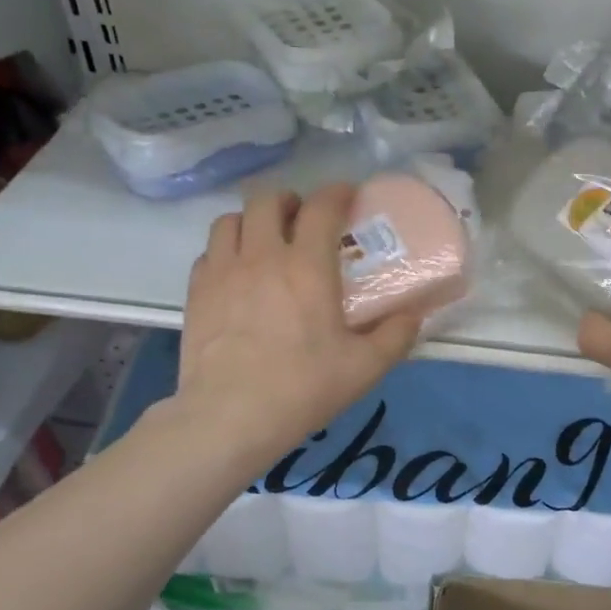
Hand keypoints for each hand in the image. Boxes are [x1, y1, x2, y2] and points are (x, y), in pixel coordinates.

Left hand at [176, 184, 421, 458]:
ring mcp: (222, 272)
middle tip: (302, 219)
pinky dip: (226, 252)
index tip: (347, 195)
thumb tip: (414, 315)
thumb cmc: (303, 388)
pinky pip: (209, 253)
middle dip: (289, 200)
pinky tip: (236, 275)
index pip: (321, 207)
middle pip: (267, 200)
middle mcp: (261, 256)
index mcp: (307, 266)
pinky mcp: (196, 293)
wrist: (230, 416)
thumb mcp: (364, 368)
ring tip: (264, 241)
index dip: (336, 192)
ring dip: (252, 221)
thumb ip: (395, 336)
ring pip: (230, 220)